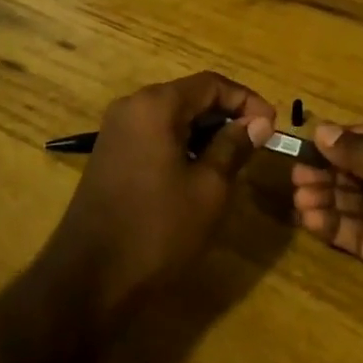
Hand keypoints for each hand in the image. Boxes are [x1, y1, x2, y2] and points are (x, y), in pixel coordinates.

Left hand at [41, 72, 276, 328]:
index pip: (211, 84)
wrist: (89, 279)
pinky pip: (155, 134)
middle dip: (227, 115)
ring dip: (206, 131)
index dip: (247, 100)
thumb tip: (260, 122)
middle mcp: (132, 106)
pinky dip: (182, 143)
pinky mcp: (111, 153)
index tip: (273, 126)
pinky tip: (199, 171)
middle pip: (190, 95)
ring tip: (235, 159)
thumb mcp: (208, 189)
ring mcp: (117, 130)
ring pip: (173, 115)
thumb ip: (234, 147)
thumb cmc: (157, 230)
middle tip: (258, 143)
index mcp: (156, 105)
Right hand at [292, 123, 362, 362]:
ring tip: (299, 198)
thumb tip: (322, 132)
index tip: (312, 142)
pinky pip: (361, 235)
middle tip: (297, 175)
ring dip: (329, 197)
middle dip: (333, 171)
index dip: (348, 139)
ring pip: (360, 203)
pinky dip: (336, 226)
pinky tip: (311, 220)